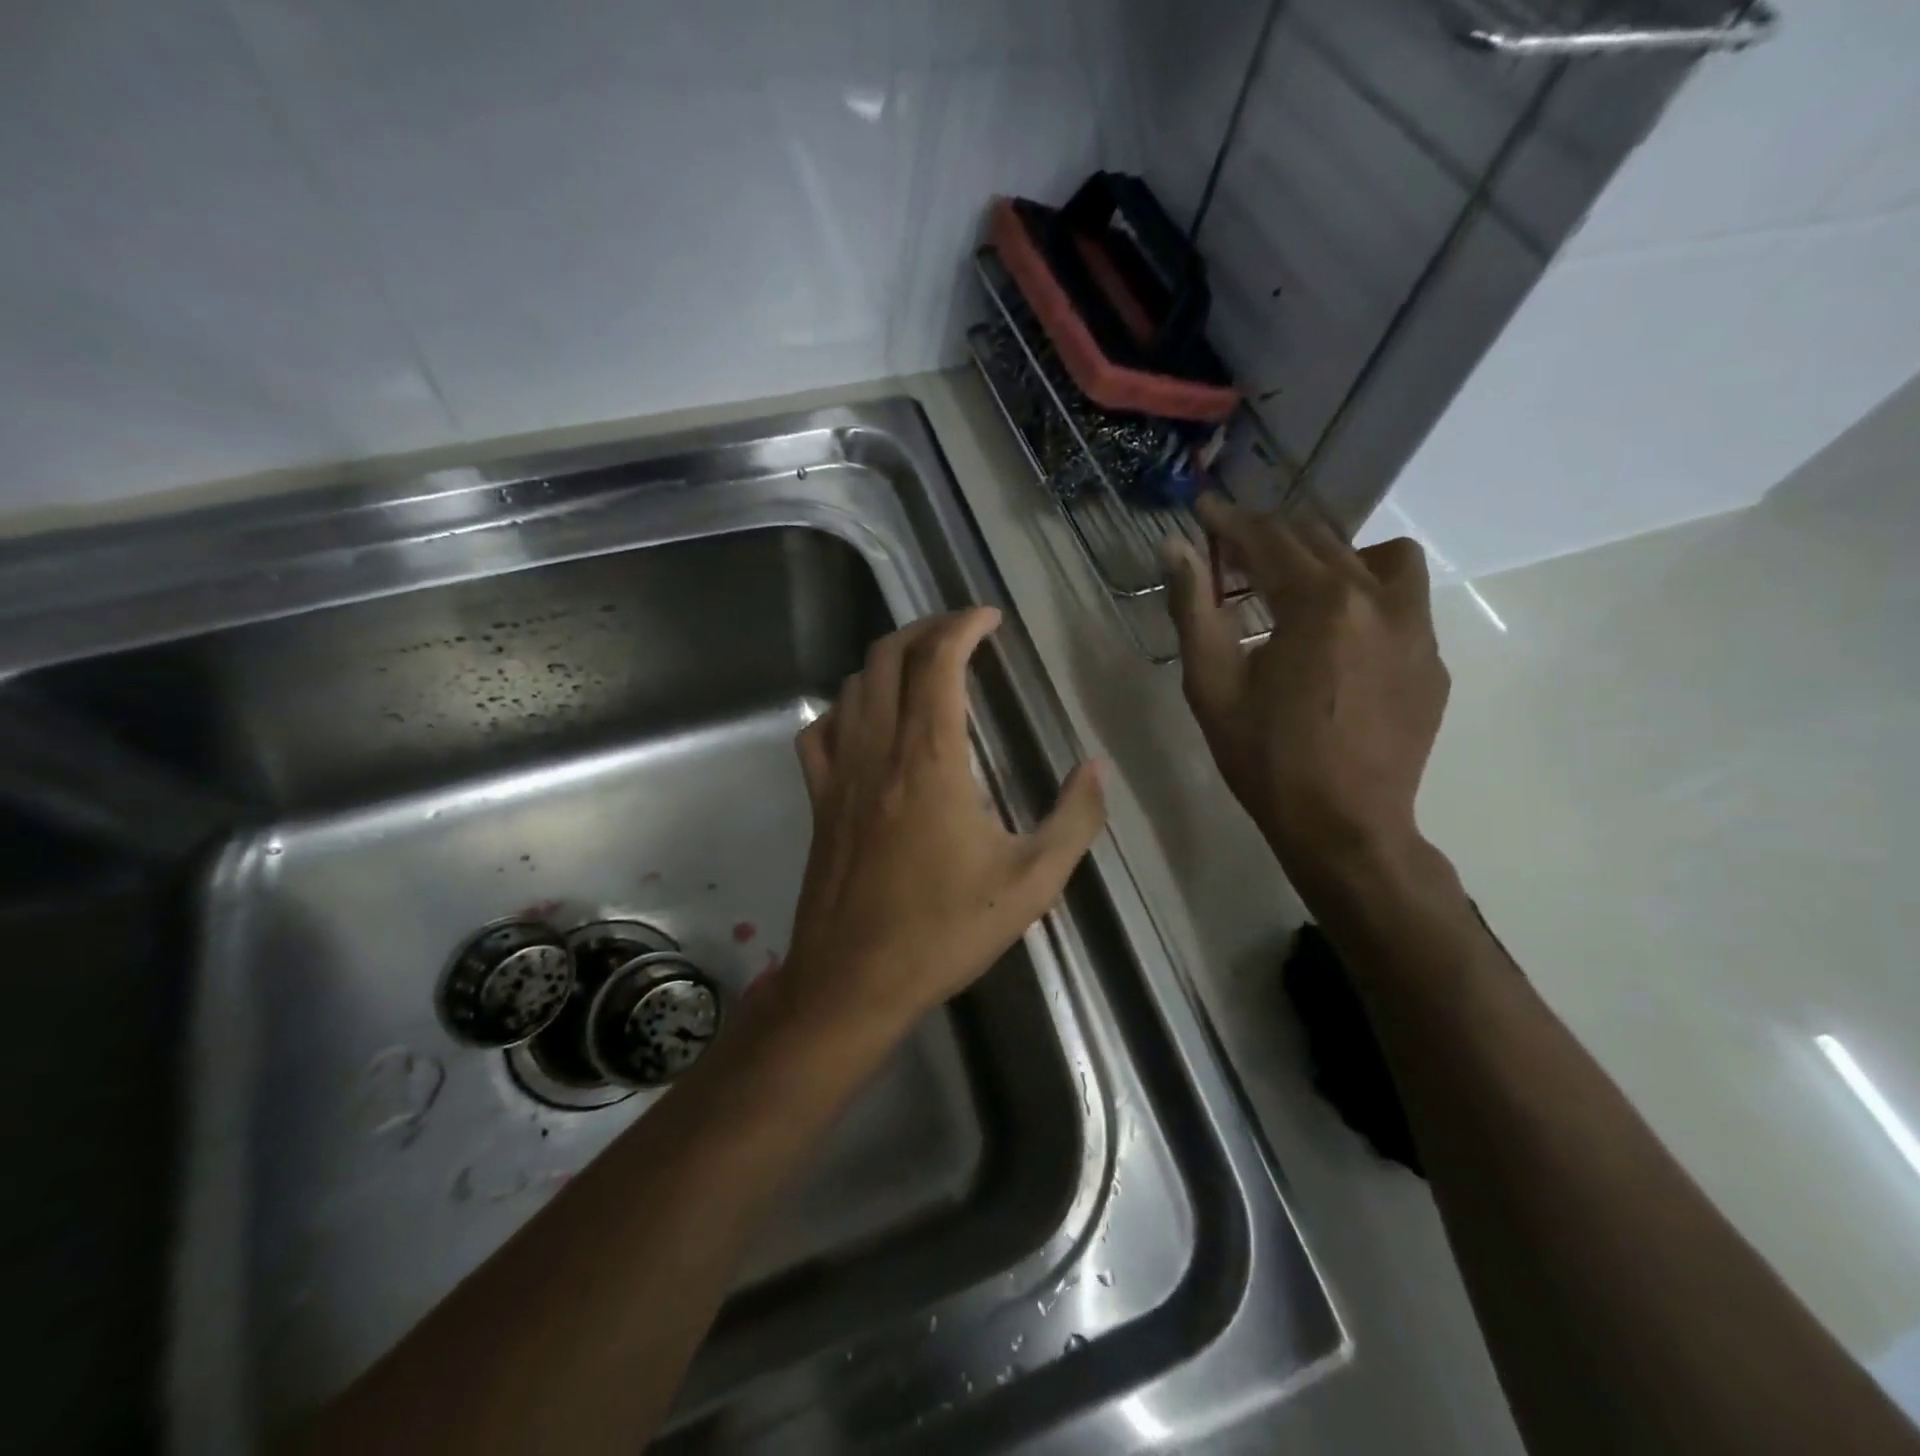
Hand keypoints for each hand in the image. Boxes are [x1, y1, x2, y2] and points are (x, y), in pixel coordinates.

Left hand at [783, 608, 1106, 1037]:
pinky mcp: (818, 800)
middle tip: (962, 631)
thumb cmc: (944, 932)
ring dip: (888, 660)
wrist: (853, 982)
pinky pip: (822, 731)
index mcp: (930, 760)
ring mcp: (839, 774)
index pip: (937, 662)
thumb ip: (1074, 819)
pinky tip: (868, 720)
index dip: (963, 625)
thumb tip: (1094, 768)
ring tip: (924, 665)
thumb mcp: (1032, 883)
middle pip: (888, 657)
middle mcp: (878, 751)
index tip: (990, 618)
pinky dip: (847, 706)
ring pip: (853, 685)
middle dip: (926, 628)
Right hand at [1166, 495, 1448, 882]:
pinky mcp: (1433, 662)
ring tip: (1301, 590)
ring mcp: (1417, 630)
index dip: (1229, 523)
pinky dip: (1366, 599)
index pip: (1269, 540)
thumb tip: (1174, 548)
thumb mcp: (1212, 685)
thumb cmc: (1266, 759)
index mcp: (1320, 603)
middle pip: (1321, 541)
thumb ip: (1194, 608)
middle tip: (1233, 552)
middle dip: (1271, 538)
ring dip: (1335, 557)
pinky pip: (1404, 603)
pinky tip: (1338, 642)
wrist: (1344, 827)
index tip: (1203, 511)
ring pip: (1382, 558)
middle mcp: (1379, 599)